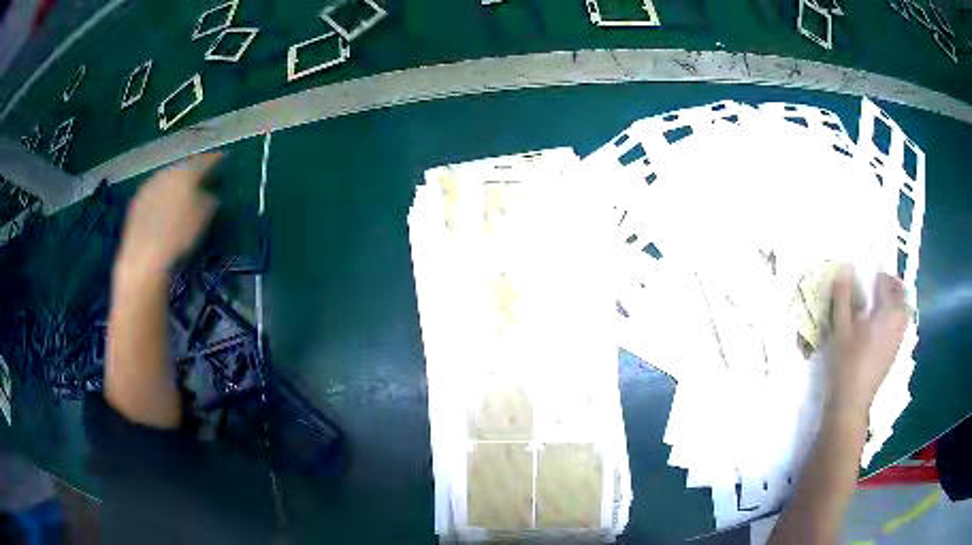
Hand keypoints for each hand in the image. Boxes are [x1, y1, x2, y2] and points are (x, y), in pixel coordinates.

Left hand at [115, 153, 220, 278]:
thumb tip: (212, 195)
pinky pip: (154, 193)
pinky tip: (164, 210)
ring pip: (167, 179)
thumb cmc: (179, 237)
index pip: (204, 160)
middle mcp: (167, 172)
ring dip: (175, 184)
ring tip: (182, 195)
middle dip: (192, 172)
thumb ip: (210, 200)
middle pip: (183, 168)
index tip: (223, 160)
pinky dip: (162, 197)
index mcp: (186, 172)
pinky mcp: (136, 203)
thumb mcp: (204, 218)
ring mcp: (149, 186)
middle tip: (201, 179)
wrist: (144, 258)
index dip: (215, 160)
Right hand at [826, 266, 909, 415]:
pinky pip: (900, 325)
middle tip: (875, 284)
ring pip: (903, 310)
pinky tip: (879, 325)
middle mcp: (898, 322)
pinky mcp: (894, 353)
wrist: (852, 403)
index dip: (877, 275)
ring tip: (877, 303)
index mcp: (888, 312)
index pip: (887, 282)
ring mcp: (898, 339)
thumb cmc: (847, 363)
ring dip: (894, 301)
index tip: (866, 275)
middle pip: (901, 295)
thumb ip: (843, 297)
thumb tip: (845, 268)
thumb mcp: (841, 328)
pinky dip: (893, 317)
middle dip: (891, 285)